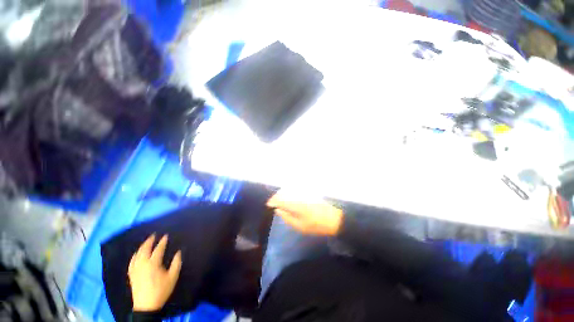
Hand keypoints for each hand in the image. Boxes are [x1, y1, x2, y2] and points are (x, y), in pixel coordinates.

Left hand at [128, 234, 181, 311]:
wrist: (146, 305)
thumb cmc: (161, 290)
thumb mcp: (173, 277)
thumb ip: (176, 263)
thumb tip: (178, 252)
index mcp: (153, 264)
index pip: (158, 249)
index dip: (162, 242)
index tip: (165, 236)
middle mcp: (143, 264)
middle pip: (144, 249)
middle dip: (149, 241)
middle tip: (153, 235)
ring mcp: (135, 269)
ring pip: (137, 255)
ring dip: (141, 247)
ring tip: (146, 242)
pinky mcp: (132, 275)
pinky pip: (131, 262)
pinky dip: (134, 256)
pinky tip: (136, 254)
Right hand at [266, 190, 343, 235]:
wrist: (333, 218)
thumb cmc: (316, 225)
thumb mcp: (300, 226)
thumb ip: (287, 217)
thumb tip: (278, 210)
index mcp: (296, 204)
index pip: (280, 199)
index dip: (273, 201)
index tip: (268, 204)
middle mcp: (298, 196)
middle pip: (284, 192)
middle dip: (276, 196)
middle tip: (272, 202)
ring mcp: (303, 193)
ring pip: (289, 190)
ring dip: (282, 194)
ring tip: (278, 200)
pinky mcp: (307, 193)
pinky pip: (295, 190)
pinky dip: (289, 193)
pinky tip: (288, 198)